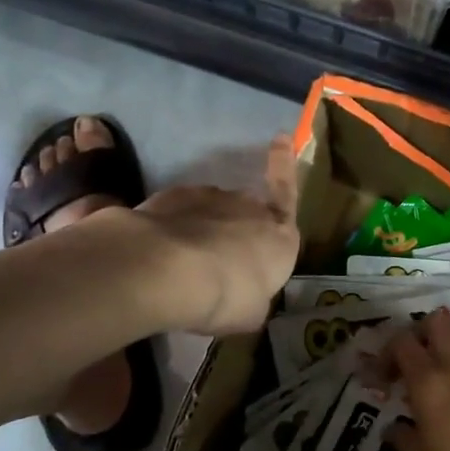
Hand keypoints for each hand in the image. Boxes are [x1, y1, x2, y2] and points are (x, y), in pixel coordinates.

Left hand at [137, 135, 300, 335]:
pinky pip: (179, 212)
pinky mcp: (171, 198)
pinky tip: (162, 251)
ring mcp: (209, 198)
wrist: (169, 270)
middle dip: (236, 227)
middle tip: (219, 261)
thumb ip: (254, 299)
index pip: (287, 193)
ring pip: (211, 210)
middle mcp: (248, 208)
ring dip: (204, 228)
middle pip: (246, 211)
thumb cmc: (226, 296)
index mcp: (280, 237)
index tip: (281, 137)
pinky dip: (174, 226)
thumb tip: (248, 297)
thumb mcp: (251, 313)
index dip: (284, 166)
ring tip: (186, 263)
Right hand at [386, 308, 449, 450]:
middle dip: (419, 334)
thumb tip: (393, 426)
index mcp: (429, 383)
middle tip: (413, 361)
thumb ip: (402, 434)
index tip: (383, 378)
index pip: (401, 342)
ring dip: (449, 335)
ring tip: (442, 362)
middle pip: (436, 320)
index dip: (386, 354)